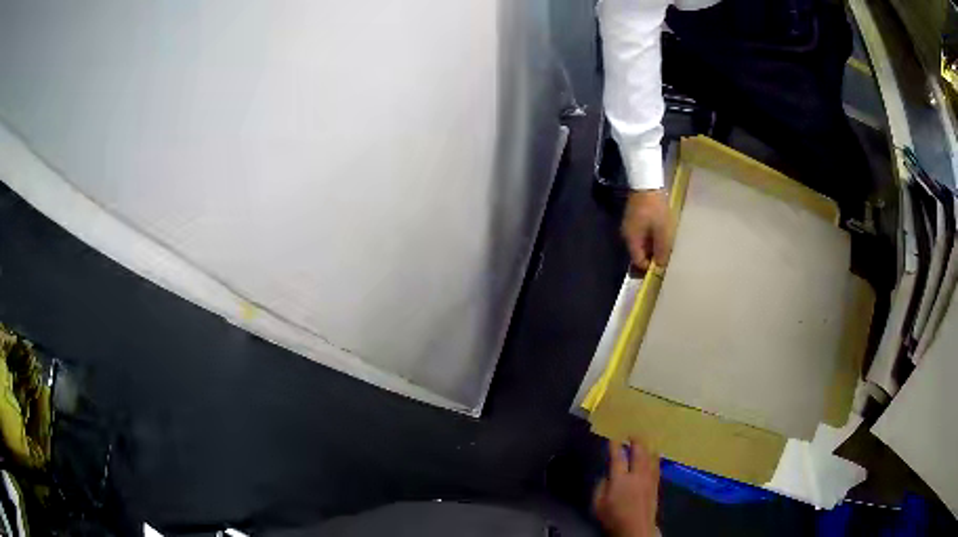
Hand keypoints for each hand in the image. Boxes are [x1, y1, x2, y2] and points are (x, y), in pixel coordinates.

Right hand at [593, 439, 659, 536]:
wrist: (636, 528)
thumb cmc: (614, 517)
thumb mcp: (598, 504)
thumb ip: (600, 487)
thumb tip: (606, 476)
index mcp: (620, 479)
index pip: (618, 457)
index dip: (615, 445)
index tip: (613, 437)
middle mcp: (637, 475)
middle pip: (639, 452)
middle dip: (636, 441)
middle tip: (632, 434)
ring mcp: (649, 478)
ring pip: (650, 457)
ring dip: (647, 447)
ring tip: (644, 442)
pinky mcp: (656, 484)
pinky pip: (656, 465)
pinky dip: (654, 457)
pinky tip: (654, 455)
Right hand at [622, 190, 672, 270]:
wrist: (646, 183)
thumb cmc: (655, 208)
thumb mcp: (662, 230)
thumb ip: (661, 250)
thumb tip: (660, 266)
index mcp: (632, 240)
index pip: (638, 262)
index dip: (650, 267)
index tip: (662, 266)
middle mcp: (627, 236)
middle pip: (639, 254)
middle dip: (652, 257)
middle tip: (666, 256)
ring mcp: (629, 226)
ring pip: (641, 244)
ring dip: (652, 247)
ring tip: (665, 244)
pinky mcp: (633, 219)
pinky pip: (642, 235)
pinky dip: (650, 238)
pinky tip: (660, 233)